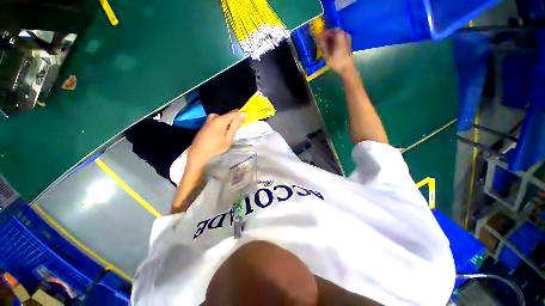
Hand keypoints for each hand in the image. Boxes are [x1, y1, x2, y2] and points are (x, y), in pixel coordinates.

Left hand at [186, 110, 246, 172]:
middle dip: (233, 122)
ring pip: (224, 119)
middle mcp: (214, 116)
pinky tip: (220, 135)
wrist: (198, 153)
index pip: (235, 112)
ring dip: (228, 125)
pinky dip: (222, 125)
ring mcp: (209, 119)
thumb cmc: (215, 147)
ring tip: (227, 135)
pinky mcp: (206, 122)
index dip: (241, 116)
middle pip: (229, 115)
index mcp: (220, 119)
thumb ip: (236, 125)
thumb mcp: (228, 138)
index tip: (243, 124)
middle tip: (234, 133)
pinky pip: (218, 121)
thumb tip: (244, 113)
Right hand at [318, 29, 355, 77]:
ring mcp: (347, 39)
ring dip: (331, 40)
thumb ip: (323, 46)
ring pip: (337, 36)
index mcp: (339, 35)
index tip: (318, 38)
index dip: (323, 34)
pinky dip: (335, 43)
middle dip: (327, 37)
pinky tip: (331, 49)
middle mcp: (344, 34)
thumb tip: (318, 39)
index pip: (329, 31)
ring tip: (325, 47)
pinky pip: (340, 40)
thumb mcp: (327, 55)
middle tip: (321, 43)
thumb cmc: (337, 63)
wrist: (347, 69)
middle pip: (334, 33)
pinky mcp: (348, 44)